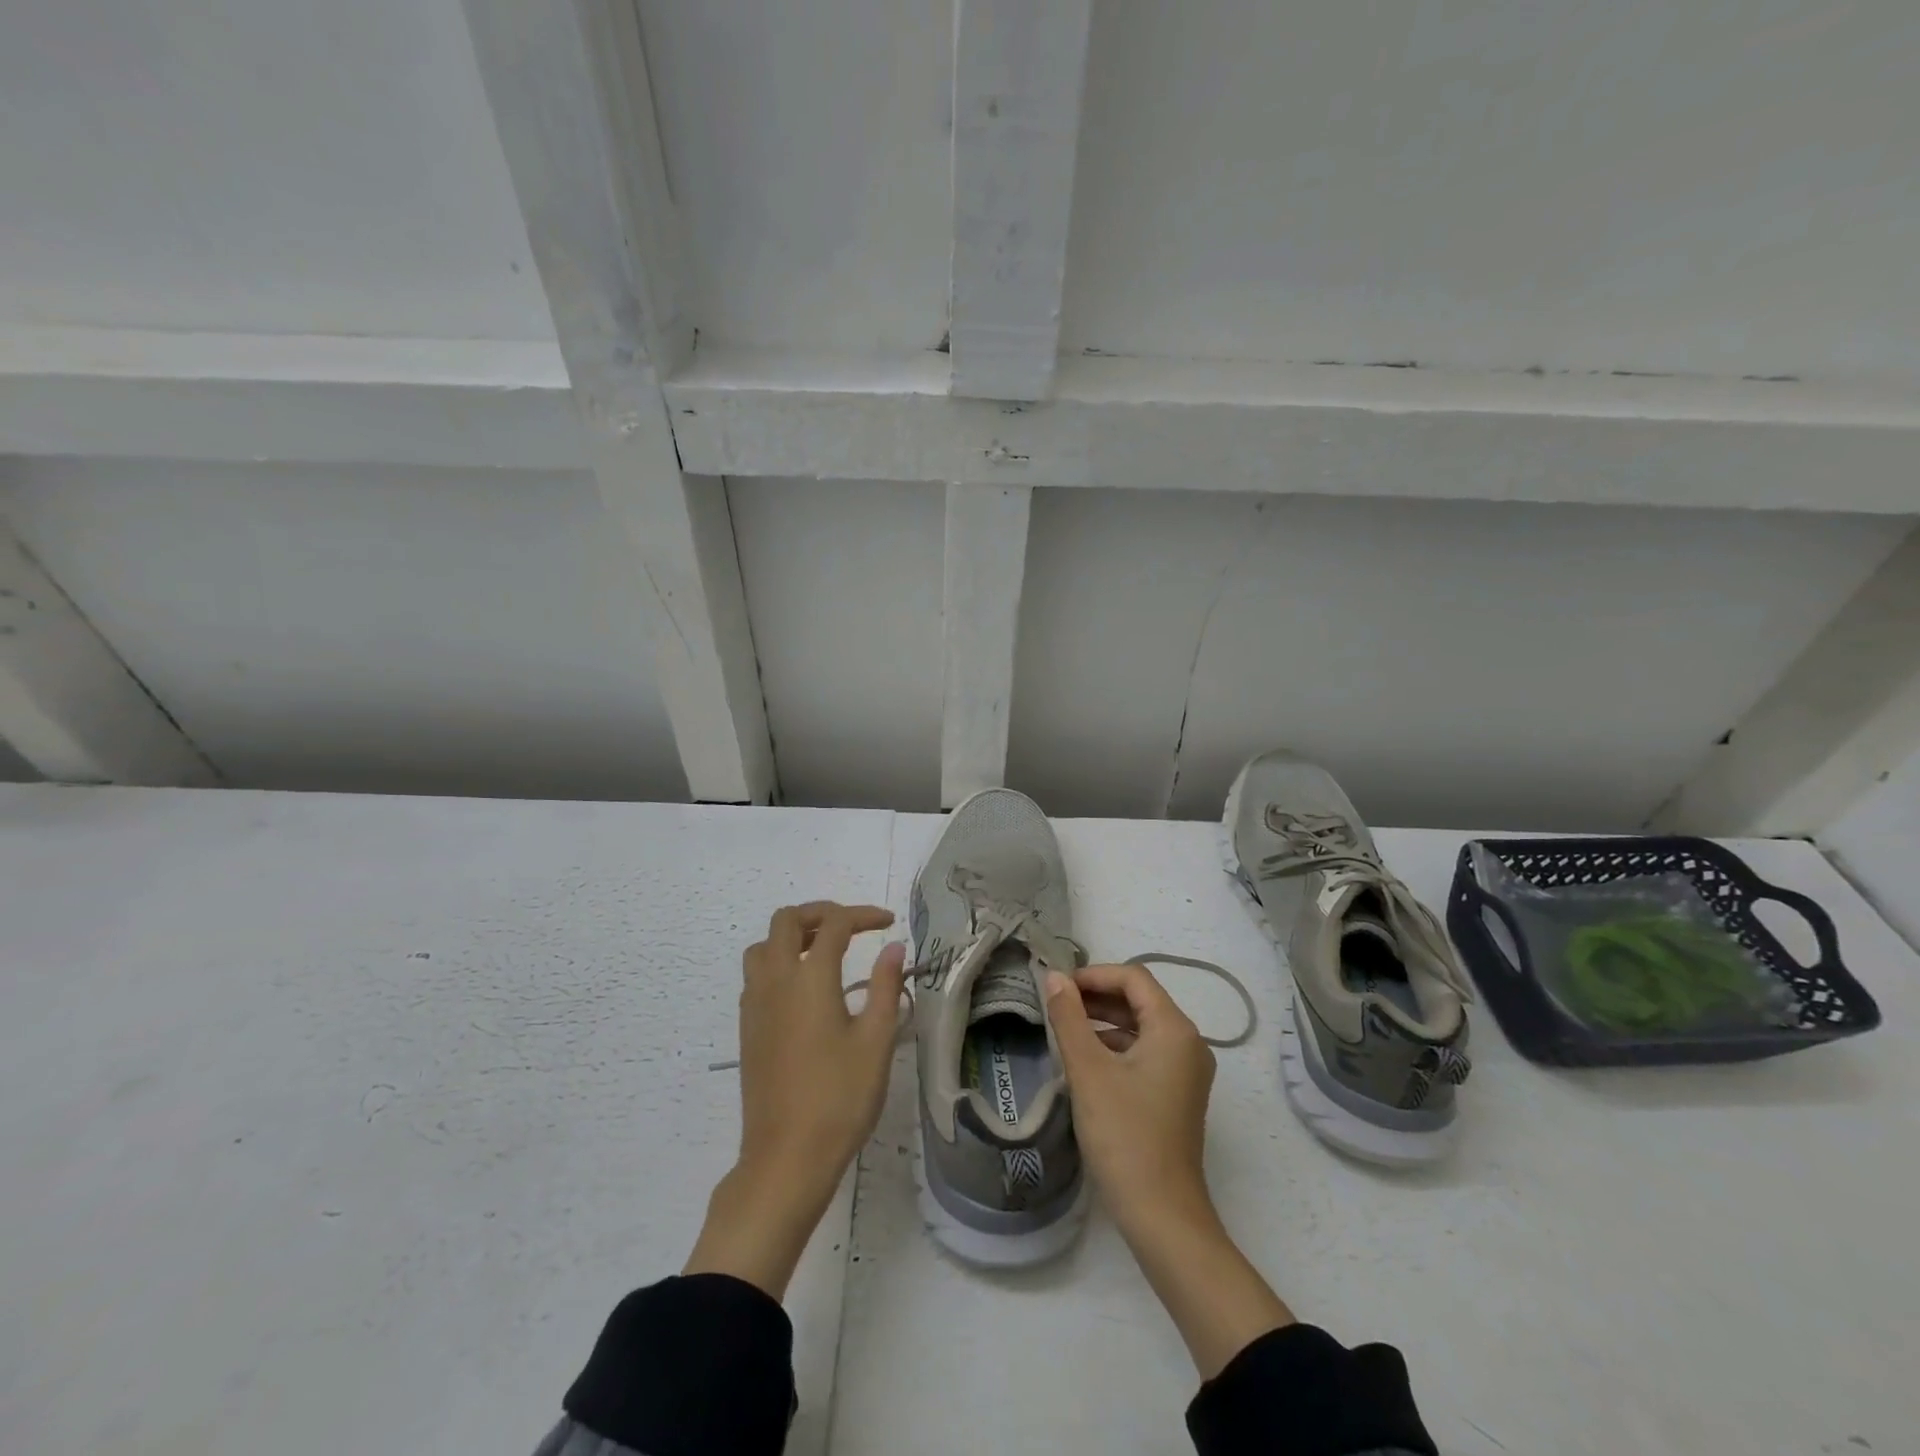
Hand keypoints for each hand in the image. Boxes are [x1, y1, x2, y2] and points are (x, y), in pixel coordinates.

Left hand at [685, 902, 905, 1297]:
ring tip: (825, 951)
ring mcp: (755, 1004)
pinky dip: (778, 961)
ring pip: (763, 945)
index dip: (863, 915)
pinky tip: (804, 989)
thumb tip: (893, 948)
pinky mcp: (747, 1028)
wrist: (786, 1157)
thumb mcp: (876, 1041)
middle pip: (787, 921)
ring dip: (793, 935)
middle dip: (821, 913)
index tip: (888, 923)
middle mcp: (775, 980)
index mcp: (810, 978)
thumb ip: (885, 986)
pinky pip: (756, 974)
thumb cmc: (839, 1098)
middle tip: (852, 928)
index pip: (835, 924)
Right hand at [1043, 963, 1216, 1239]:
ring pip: (1141, 1027)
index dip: (1093, 975)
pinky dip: (1115, 1047)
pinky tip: (1085, 1061)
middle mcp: (1188, 1043)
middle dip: (1096, 996)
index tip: (1056, 986)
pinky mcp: (1177, 1094)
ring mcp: (1186, 1071)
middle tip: (1055, 1004)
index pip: (1133, 978)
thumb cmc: (1124, 1135)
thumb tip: (1053, 977)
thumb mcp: (1088, 1071)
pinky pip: (1145, 1052)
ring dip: (1103, 1022)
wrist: (1162, 1216)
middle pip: (1139, 1000)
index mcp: (1174, 1029)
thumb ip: (1068, 1018)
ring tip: (1063, 1029)